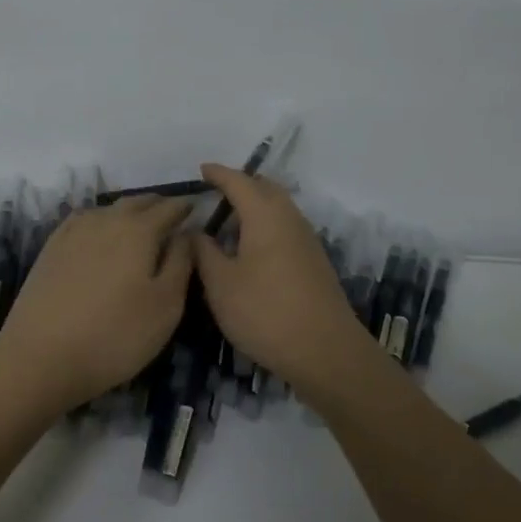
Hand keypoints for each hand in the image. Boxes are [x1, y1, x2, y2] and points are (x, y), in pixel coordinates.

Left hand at [0, 195, 194, 407]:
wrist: (40, 357)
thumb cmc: (115, 334)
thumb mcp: (166, 305)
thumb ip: (181, 262)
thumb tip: (187, 233)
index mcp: (139, 230)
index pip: (170, 208)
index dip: (186, 207)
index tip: (198, 210)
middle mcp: (106, 220)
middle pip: (138, 202)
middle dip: (158, 205)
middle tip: (172, 216)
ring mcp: (74, 231)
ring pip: (109, 209)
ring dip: (129, 211)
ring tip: (140, 224)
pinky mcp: (51, 247)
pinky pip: (84, 220)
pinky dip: (101, 220)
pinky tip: (100, 233)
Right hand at [191, 163, 374, 387]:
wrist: (325, 350)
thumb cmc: (265, 312)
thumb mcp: (220, 284)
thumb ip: (203, 252)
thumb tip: (195, 230)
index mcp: (265, 215)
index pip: (238, 182)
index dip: (218, 174)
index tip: (201, 170)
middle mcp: (289, 218)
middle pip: (265, 188)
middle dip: (240, 184)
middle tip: (215, 192)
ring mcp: (306, 240)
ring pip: (279, 208)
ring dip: (255, 205)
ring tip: (229, 219)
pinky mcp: (313, 261)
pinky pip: (285, 226)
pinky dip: (266, 224)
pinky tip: (251, 247)